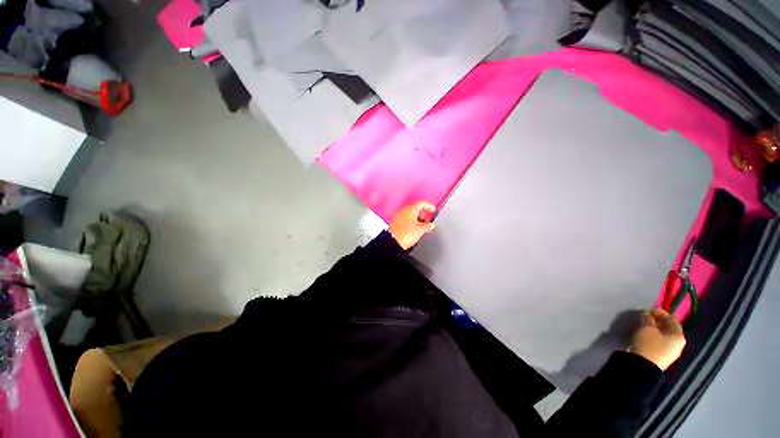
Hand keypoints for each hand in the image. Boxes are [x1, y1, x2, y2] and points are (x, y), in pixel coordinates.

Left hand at [389, 201, 436, 249]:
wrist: (393, 242)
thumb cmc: (405, 234)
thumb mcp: (421, 230)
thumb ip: (428, 226)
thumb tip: (431, 225)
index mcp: (411, 209)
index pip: (421, 203)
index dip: (429, 206)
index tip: (433, 209)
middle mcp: (404, 210)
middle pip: (415, 208)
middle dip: (423, 213)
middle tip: (428, 219)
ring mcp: (398, 216)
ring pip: (410, 214)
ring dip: (417, 218)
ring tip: (422, 226)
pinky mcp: (395, 223)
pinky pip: (405, 219)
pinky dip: (411, 222)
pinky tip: (414, 229)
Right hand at [629, 308, 685, 370]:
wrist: (644, 366)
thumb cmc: (649, 344)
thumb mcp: (646, 328)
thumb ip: (647, 318)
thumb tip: (646, 313)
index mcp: (678, 335)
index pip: (672, 319)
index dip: (661, 312)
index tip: (649, 309)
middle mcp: (678, 344)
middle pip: (669, 328)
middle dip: (657, 321)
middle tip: (645, 317)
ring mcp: (671, 352)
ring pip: (664, 336)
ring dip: (655, 329)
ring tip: (643, 325)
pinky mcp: (662, 356)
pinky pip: (660, 342)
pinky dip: (653, 336)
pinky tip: (645, 335)